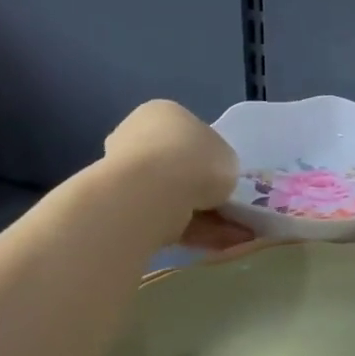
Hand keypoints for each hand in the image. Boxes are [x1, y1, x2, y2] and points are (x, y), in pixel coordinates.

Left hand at [103, 101, 245, 244]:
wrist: (151, 193)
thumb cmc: (195, 160)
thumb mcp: (228, 158)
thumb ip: (221, 166)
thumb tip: (213, 180)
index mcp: (162, 113)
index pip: (189, 133)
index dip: (210, 156)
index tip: (225, 177)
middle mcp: (137, 137)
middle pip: (178, 166)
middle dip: (202, 189)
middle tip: (227, 207)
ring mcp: (125, 173)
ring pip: (172, 196)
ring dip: (203, 214)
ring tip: (233, 234)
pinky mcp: (122, 206)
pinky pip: (165, 217)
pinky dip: (191, 230)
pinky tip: (217, 242)